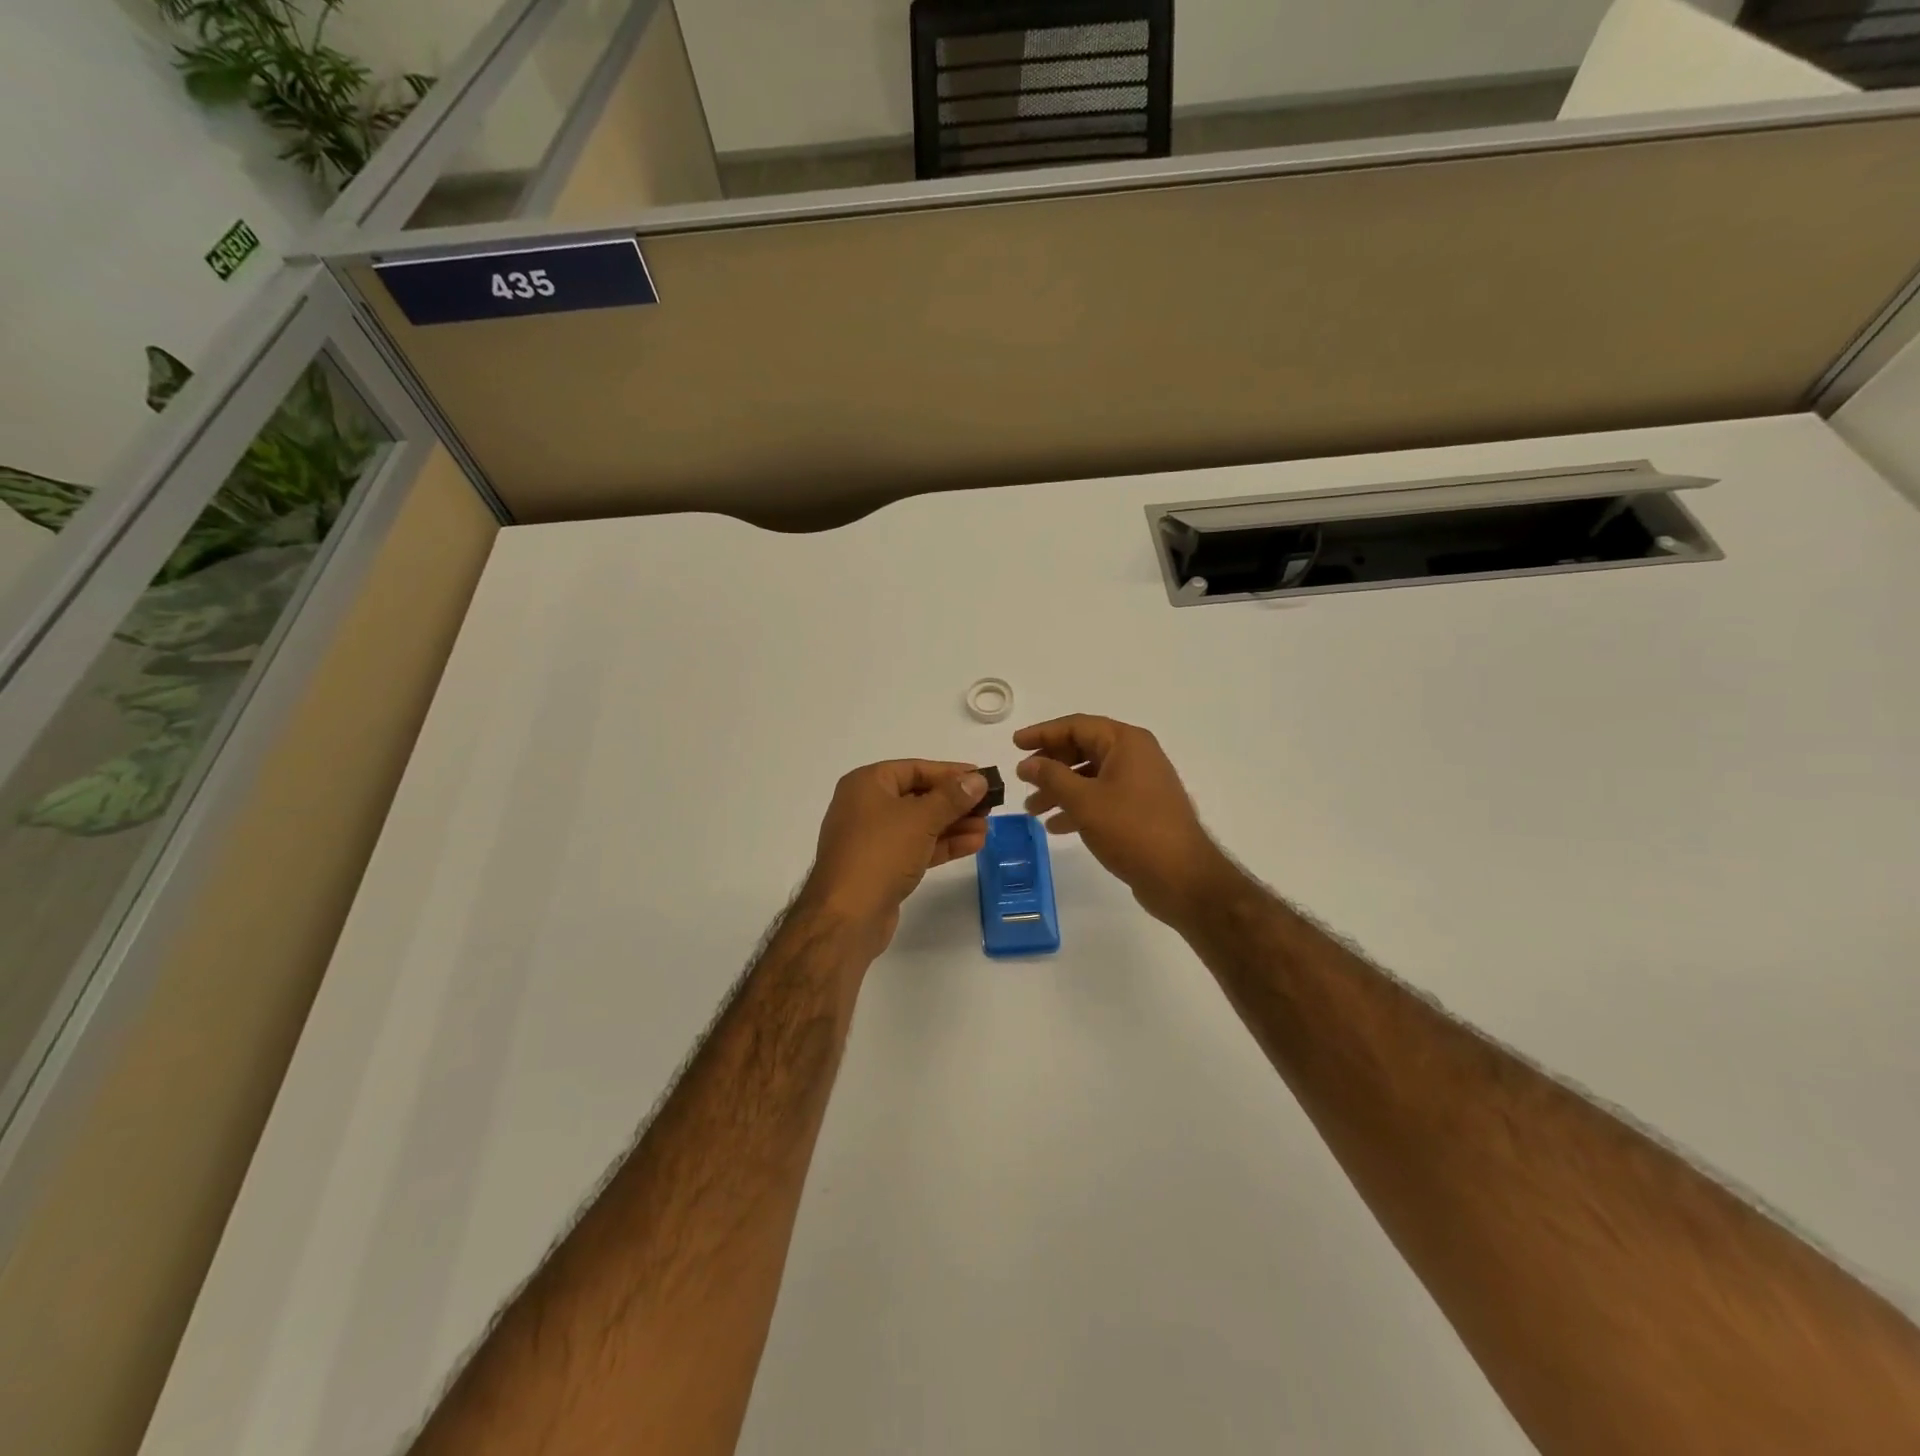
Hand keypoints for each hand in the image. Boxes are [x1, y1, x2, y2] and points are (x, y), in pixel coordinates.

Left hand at [799, 760, 989, 955]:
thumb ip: (952, 797)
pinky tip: (973, 844)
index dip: (951, 772)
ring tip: (986, 827)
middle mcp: (865, 806)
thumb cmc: (881, 853)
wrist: (847, 916)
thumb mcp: (921, 819)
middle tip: (989, 806)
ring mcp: (872, 838)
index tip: (982, 777)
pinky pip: (916, 847)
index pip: (915, 769)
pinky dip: (942, 844)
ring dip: (953, 824)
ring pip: (919, 824)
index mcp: (866, 784)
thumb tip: (977, 779)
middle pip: (918, 796)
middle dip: (954, 802)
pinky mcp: (881, 866)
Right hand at [1015, 714, 1235, 925]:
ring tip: (1032, 810)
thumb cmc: (1132, 830)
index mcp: (1126, 742)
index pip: (1076, 726)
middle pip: (1083, 749)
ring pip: (1090, 776)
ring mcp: (1140, 783)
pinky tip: (1056, 826)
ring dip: (1059, 790)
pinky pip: (1102, 798)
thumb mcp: (1084, 801)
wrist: (1182, 877)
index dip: (1043, 733)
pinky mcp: (1140, 809)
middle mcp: (1135, 756)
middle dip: (1050, 766)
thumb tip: (1027, 763)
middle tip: (1022, 780)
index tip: (1015, 744)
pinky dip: (1078, 807)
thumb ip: (1052, 777)